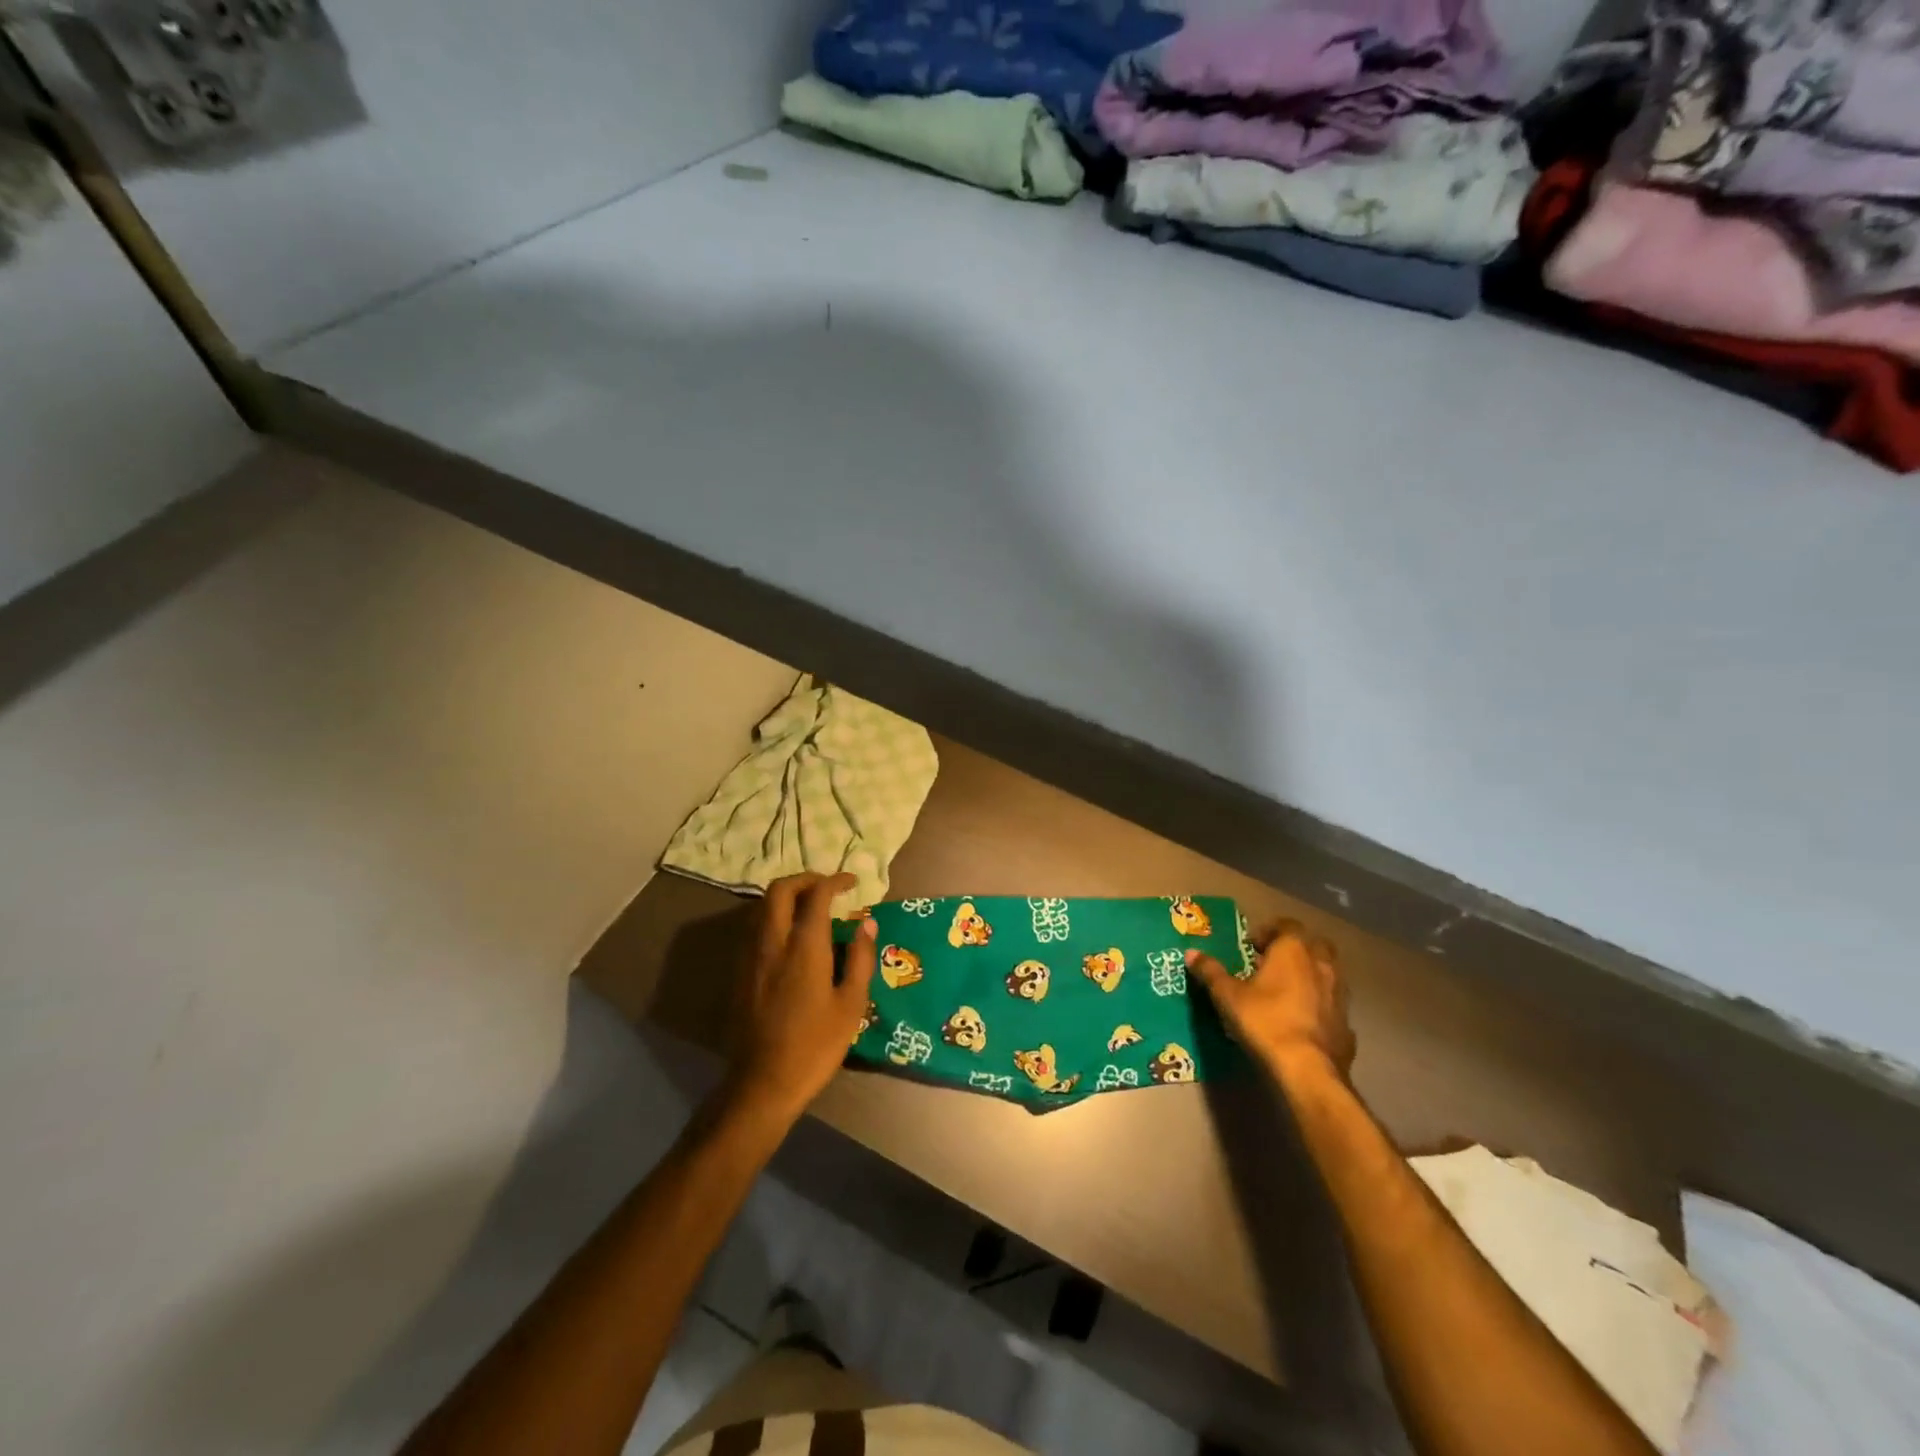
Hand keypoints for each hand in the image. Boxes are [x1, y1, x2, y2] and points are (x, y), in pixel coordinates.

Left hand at [724, 873, 878, 1119]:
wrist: (763, 1083)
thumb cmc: (815, 1045)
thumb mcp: (851, 1005)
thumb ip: (859, 958)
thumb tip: (867, 923)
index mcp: (803, 947)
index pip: (816, 895)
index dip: (834, 881)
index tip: (851, 883)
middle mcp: (772, 942)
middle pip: (779, 890)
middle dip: (804, 880)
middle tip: (827, 888)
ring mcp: (750, 957)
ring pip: (762, 908)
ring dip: (787, 898)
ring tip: (810, 910)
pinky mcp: (740, 973)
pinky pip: (755, 929)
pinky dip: (774, 919)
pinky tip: (791, 939)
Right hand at [1186, 920, 1355, 1080]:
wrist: (1308, 1069)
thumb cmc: (1265, 1021)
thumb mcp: (1228, 995)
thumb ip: (1211, 972)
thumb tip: (1191, 953)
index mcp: (1293, 950)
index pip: (1287, 925)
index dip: (1269, 931)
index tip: (1251, 945)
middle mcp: (1321, 965)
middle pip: (1314, 945)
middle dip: (1296, 949)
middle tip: (1272, 962)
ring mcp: (1339, 995)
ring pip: (1327, 974)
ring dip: (1309, 976)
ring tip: (1286, 991)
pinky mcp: (1347, 1024)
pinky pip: (1331, 1004)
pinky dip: (1319, 1005)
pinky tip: (1302, 1020)